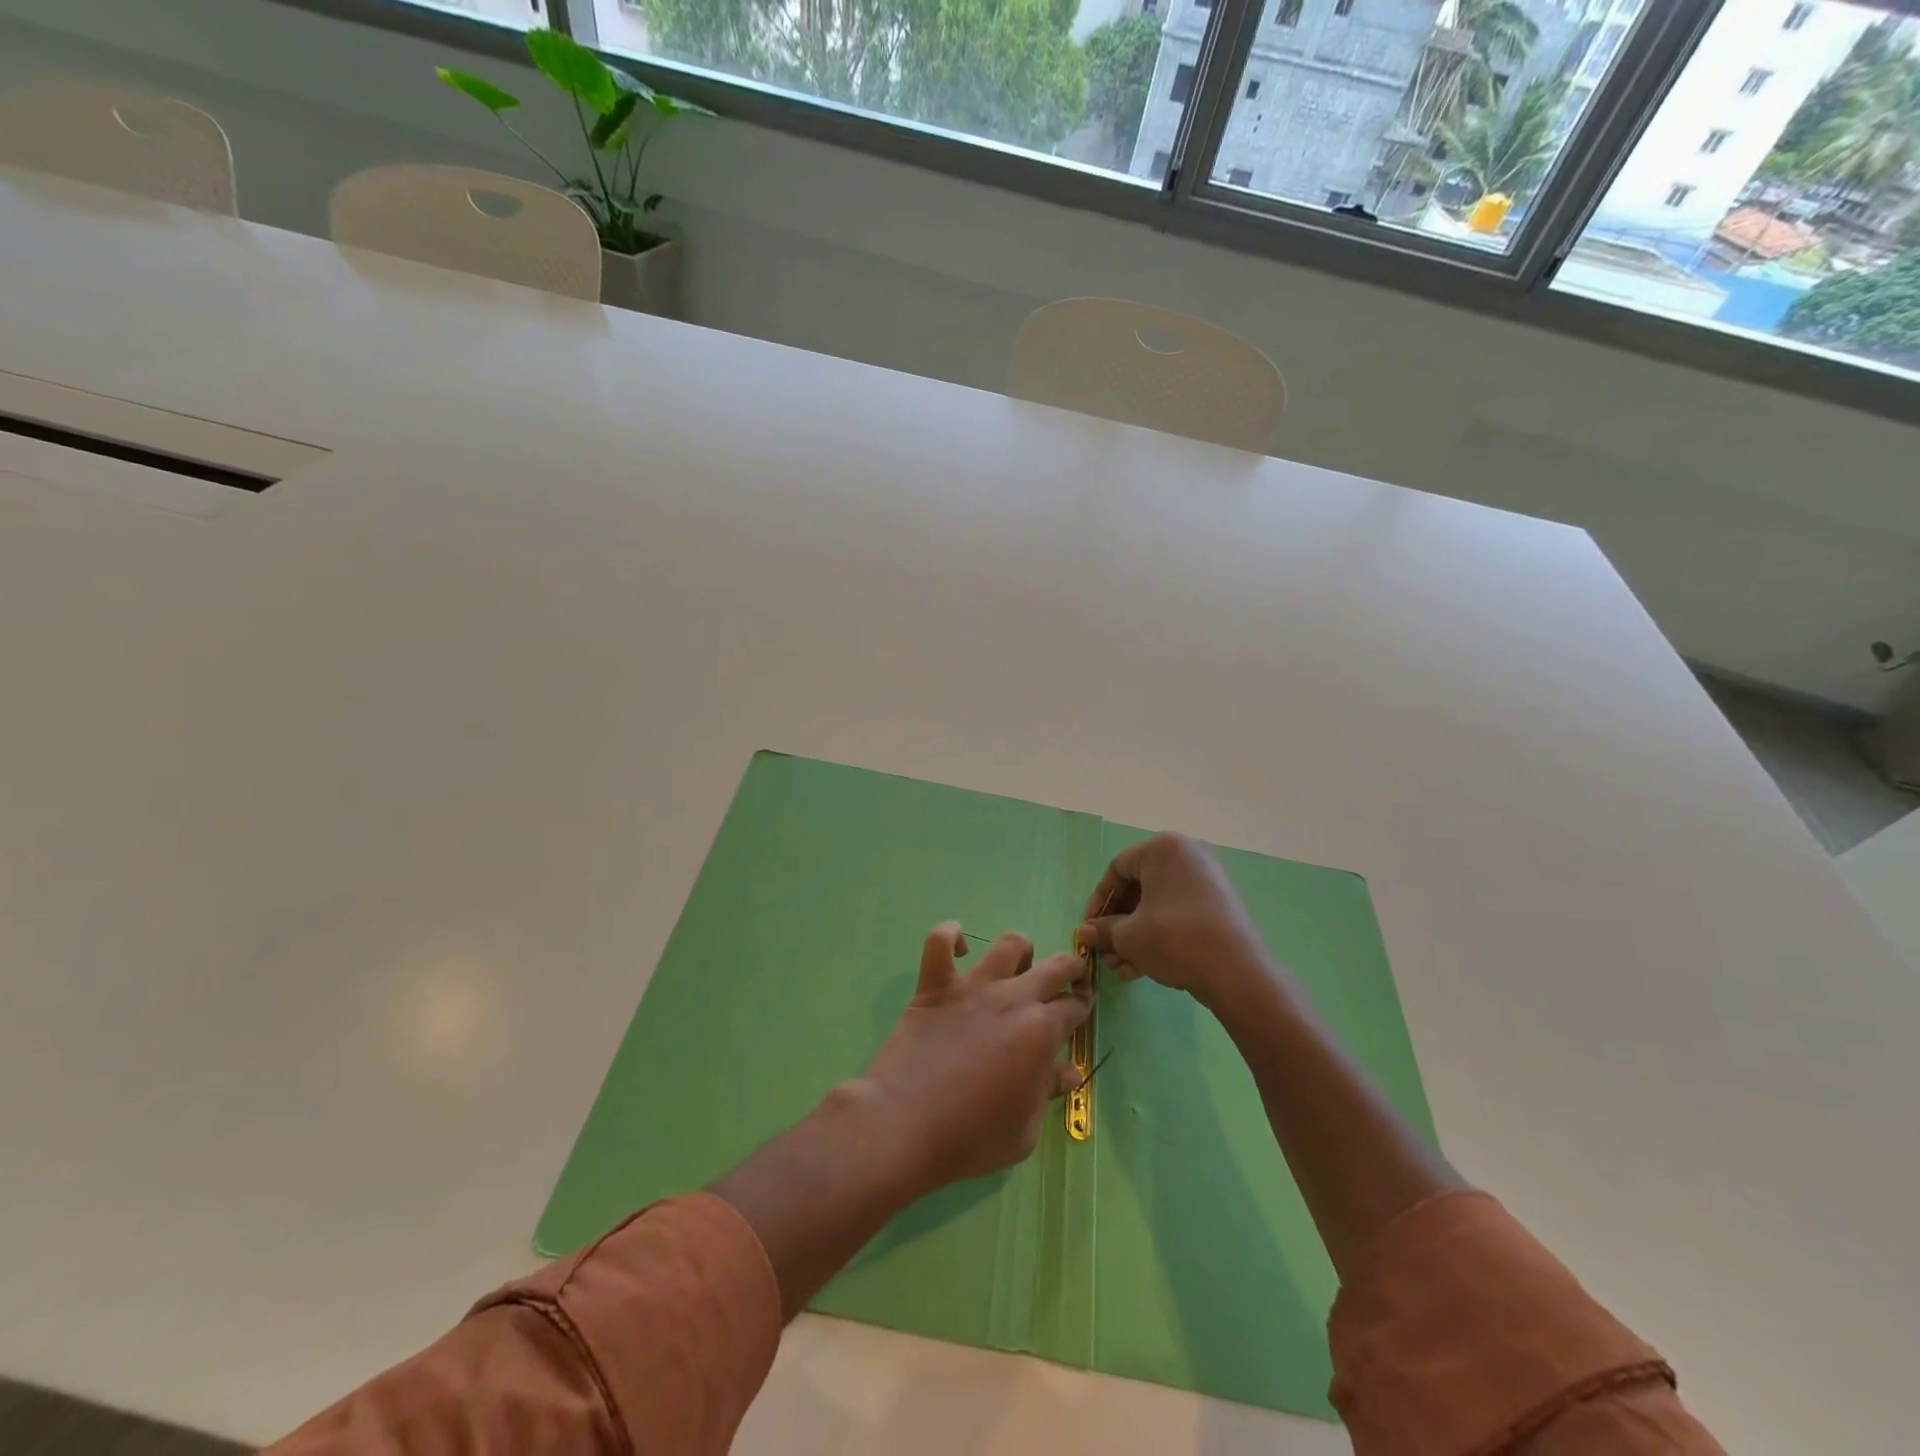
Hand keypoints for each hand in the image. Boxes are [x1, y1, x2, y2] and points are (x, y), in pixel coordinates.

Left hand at [858, 925, 1089, 1195]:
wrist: (905, 1124)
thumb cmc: (970, 1137)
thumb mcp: (1024, 1130)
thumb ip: (1047, 1092)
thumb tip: (1069, 1072)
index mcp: (1041, 1032)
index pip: (1074, 1007)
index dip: (1081, 1008)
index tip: (1079, 1011)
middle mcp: (1012, 998)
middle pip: (1054, 966)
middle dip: (1070, 968)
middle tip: (1068, 978)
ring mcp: (972, 987)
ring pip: (1008, 945)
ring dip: (1019, 951)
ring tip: (1016, 966)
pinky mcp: (934, 985)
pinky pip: (940, 942)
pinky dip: (949, 936)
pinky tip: (958, 947)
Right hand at [1078, 833, 1270, 1011]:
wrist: (1237, 973)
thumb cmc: (1174, 939)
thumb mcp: (1129, 937)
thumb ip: (1103, 930)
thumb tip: (1086, 933)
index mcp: (1163, 849)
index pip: (1117, 868)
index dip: (1098, 901)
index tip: (1090, 929)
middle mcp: (1187, 856)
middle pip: (1138, 888)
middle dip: (1118, 924)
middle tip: (1107, 952)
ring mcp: (1207, 881)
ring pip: (1157, 905)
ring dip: (1135, 936)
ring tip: (1123, 969)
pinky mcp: (1219, 906)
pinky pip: (1178, 915)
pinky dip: (1158, 936)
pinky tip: (1143, 969)